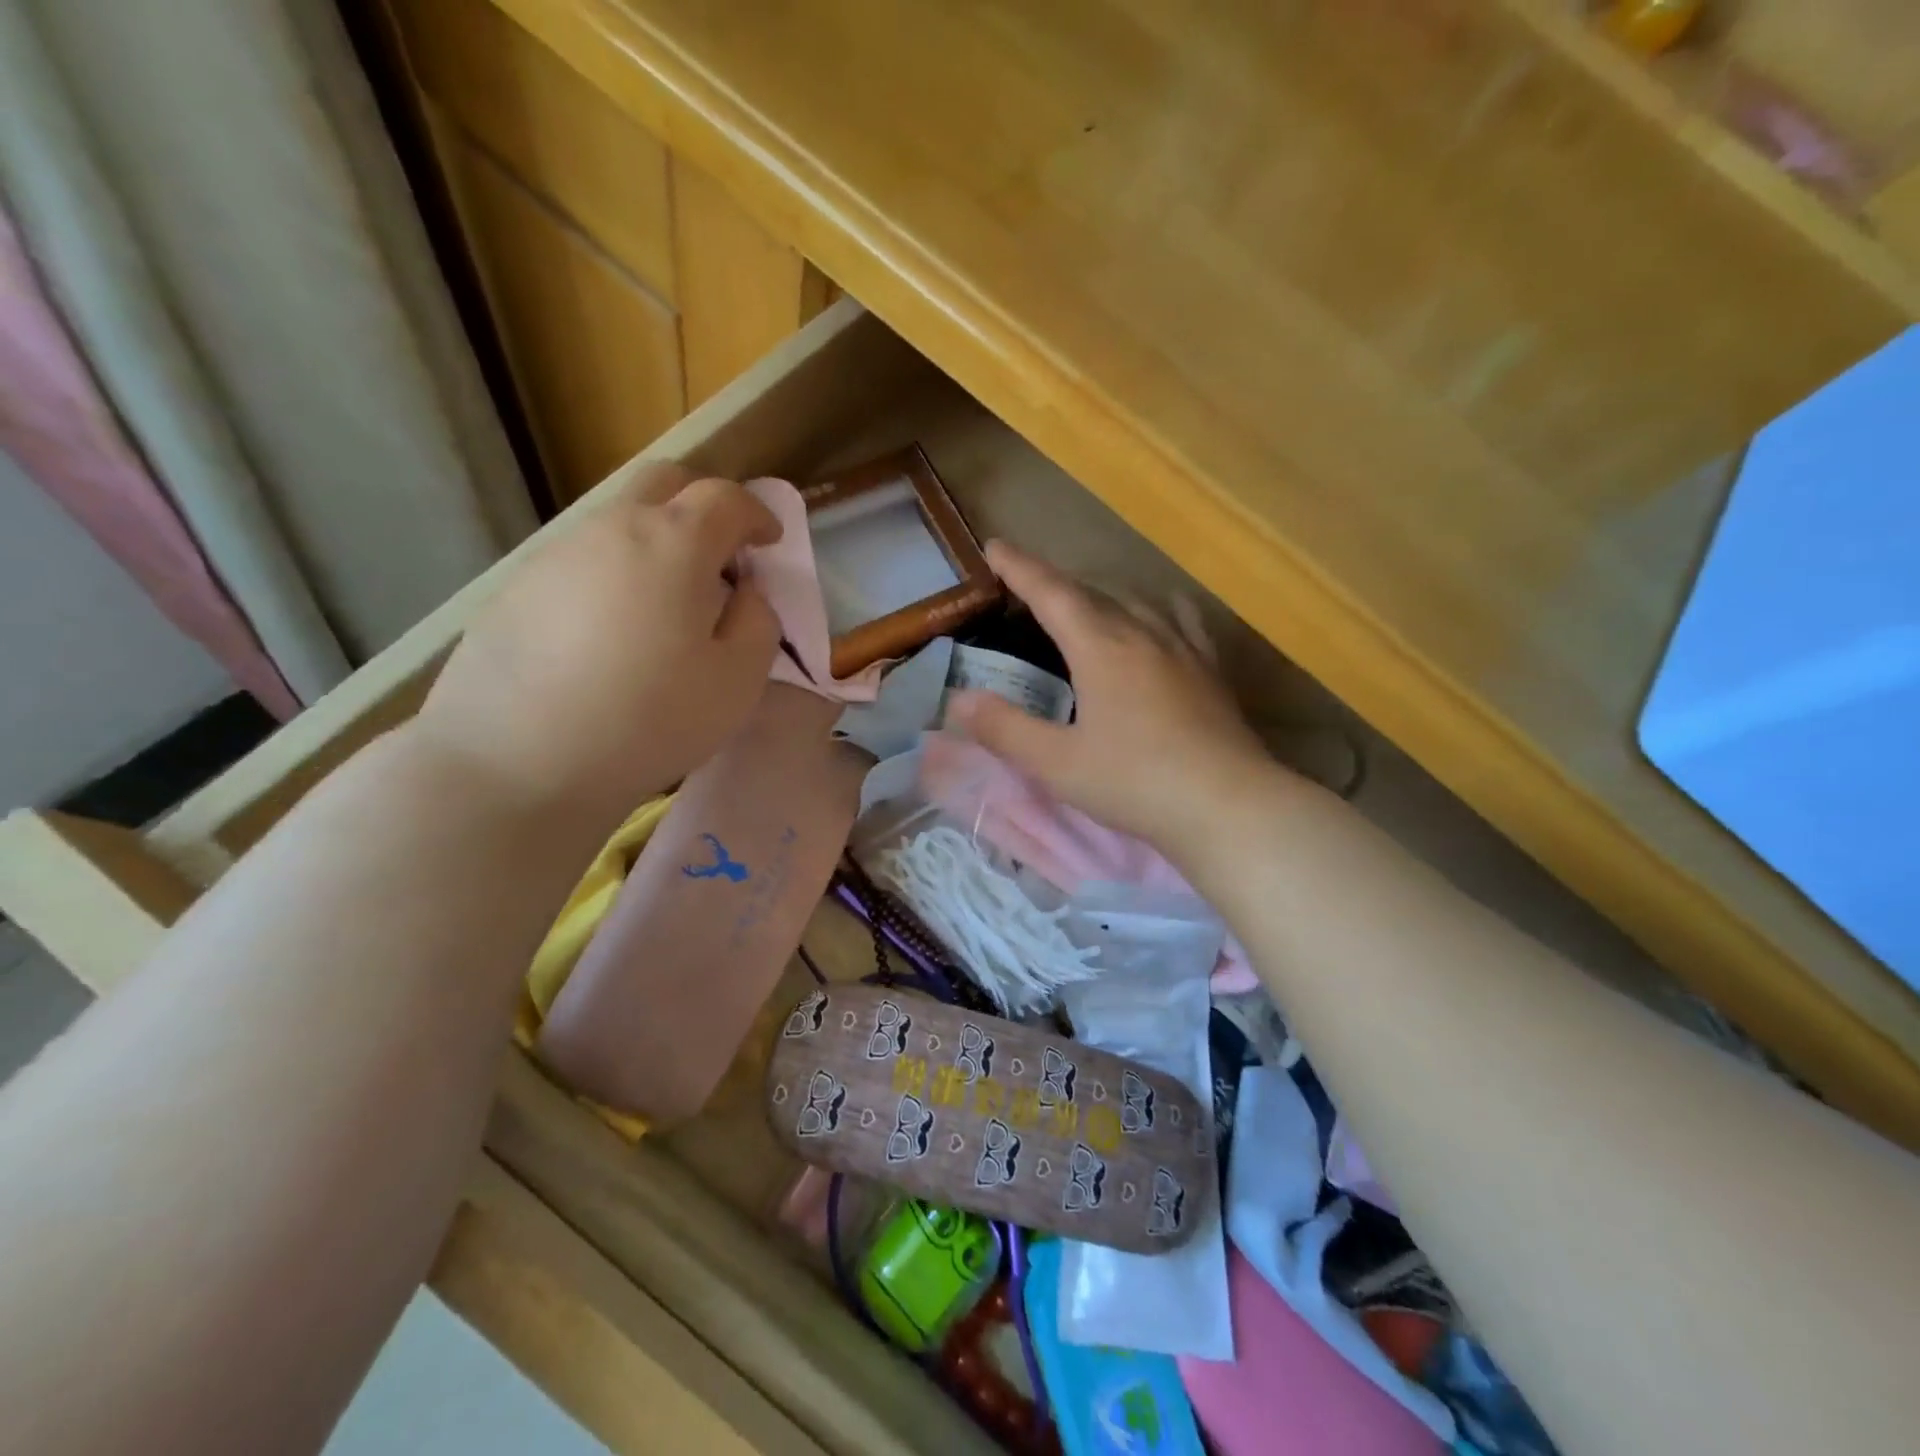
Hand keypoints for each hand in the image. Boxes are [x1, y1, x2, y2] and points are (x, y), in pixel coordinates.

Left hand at [414, 464, 781, 826]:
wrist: (515, 762)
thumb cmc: (649, 720)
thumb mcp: (738, 681)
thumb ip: (758, 623)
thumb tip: (745, 592)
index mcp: (673, 542)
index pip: (725, 498)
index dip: (757, 514)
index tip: (769, 542)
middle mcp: (612, 528)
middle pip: (663, 483)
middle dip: (702, 507)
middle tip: (720, 559)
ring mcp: (556, 554)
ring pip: (618, 522)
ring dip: (655, 544)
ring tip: (666, 607)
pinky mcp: (517, 587)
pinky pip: (582, 561)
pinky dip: (613, 575)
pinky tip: (611, 635)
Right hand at [946, 541, 1273, 856]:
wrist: (1228, 806)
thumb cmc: (1135, 782)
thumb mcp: (1057, 764)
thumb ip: (1004, 730)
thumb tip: (957, 702)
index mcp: (1102, 647)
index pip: (1052, 593)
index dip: (1020, 567)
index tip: (995, 546)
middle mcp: (1143, 633)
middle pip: (1093, 592)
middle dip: (1055, 583)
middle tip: (1027, 588)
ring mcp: (1183, 648)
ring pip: (1136, 601)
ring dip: (1102, 594)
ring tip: (1085, 605)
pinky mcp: (1211, 670)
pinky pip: (1180, 620)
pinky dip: (1156, 610)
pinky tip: (1159, 622)